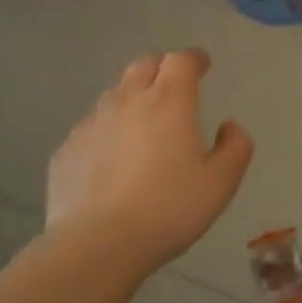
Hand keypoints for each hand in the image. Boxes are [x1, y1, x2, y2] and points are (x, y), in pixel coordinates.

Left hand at [45, 49, 253, 269]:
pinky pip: (91, 128)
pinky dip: (106, 132)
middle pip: (144, 66)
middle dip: (162, 69)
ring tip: (142, 126)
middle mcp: (127, 100)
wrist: (98, 243)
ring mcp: (91, 123)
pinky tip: (111, 161)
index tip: (202, 66)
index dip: (194, 59)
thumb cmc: (169, 208)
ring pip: (114, 95)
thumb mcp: (221, 183)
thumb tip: (229, 127)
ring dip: (132, 99)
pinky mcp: (66, 149)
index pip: (181, 60)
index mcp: (169, 101)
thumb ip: (235, 148)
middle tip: (173, 88)